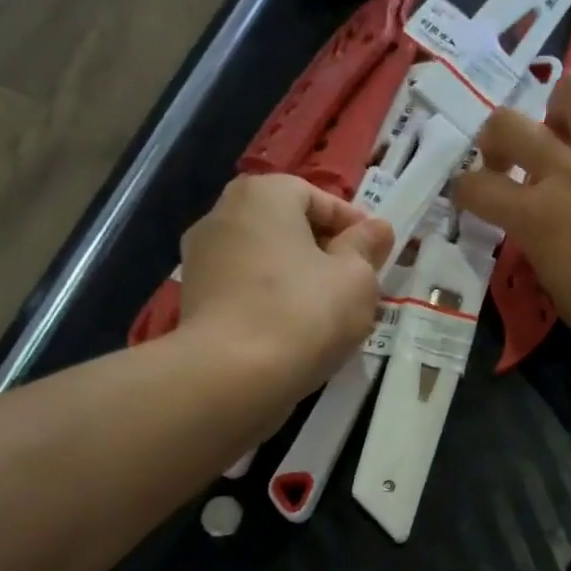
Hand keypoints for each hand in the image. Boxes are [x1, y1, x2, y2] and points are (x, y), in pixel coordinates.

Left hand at [178, 174, 394, 396]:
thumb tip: (377, 229)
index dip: (353, 226)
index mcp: (262, 195)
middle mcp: (222, 214)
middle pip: (287, 228)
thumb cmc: (303, 312)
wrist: (232, 375)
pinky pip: (245, 291)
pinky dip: (270, 303)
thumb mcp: (356, 278)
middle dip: (323, 253)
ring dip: (297, 280)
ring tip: (327, 315)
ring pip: (266, 262)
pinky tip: (293, 334)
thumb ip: (367, 247)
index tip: (377, 256)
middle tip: (355, 285)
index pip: (317, 198)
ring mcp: (200, 259)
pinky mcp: (193, 301)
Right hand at [452, 71, 570, 389]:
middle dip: (496, 138)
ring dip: (562, 112)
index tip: (471, 200)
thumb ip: (546, 252)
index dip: (464, 192)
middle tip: (509, 159)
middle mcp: (569, 173)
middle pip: (508, 123)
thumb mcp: (563, 296)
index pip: (475, 188)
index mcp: (536, 217)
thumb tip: (548, 235)